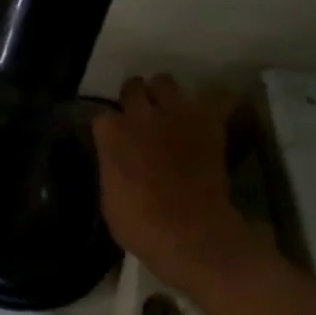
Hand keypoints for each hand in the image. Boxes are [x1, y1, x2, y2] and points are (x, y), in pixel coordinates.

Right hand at [91, 75, 268, 293]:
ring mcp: (176, 114)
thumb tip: (117, 159)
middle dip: (134, 98)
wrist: (189, 232)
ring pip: (165, 81)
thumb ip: (112, 166)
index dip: (108, 127)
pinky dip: (212, 106)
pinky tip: (209, 118)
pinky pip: (215, 99)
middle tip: (140, 118)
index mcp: (111, 135)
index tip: (111, 138)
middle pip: (133, 87)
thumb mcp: (109, 197)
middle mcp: (141, 115)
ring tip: (170, 112)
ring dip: (165, 95)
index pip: (100, 114)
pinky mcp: (208, 122)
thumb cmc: (139, 225)